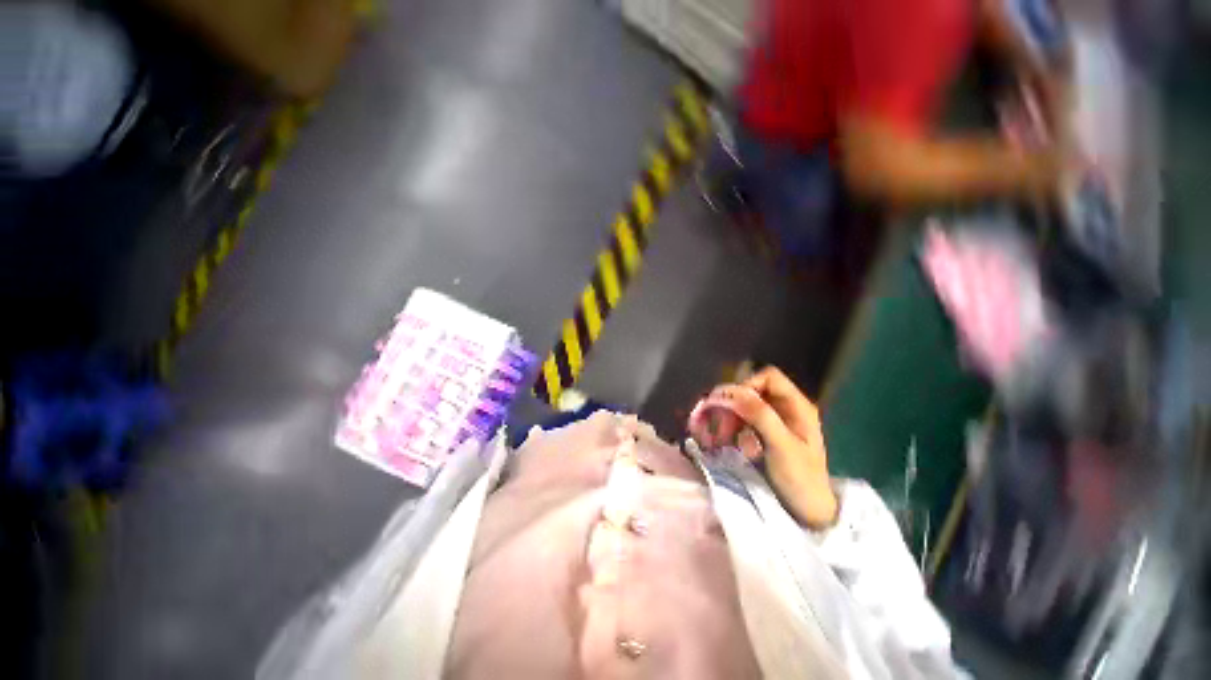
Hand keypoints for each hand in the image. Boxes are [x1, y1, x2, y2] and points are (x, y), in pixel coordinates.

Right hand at [689, 367, 838, 528]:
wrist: (808, 513)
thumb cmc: (801, 479)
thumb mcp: (781, 446)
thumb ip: (760, 415)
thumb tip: (731, 391)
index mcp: (796, 406)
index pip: (768, 377)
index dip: (747, 385)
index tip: (731, 405)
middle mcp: (784, 409)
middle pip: (751, 391)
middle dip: (732, 406)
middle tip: (718, 427)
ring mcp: (773, 422)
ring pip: (742, 406)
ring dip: (726, 419)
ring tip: (718, 439)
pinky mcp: (763, 435)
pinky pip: (740, 422)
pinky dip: (729, 429)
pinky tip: (724, 443)